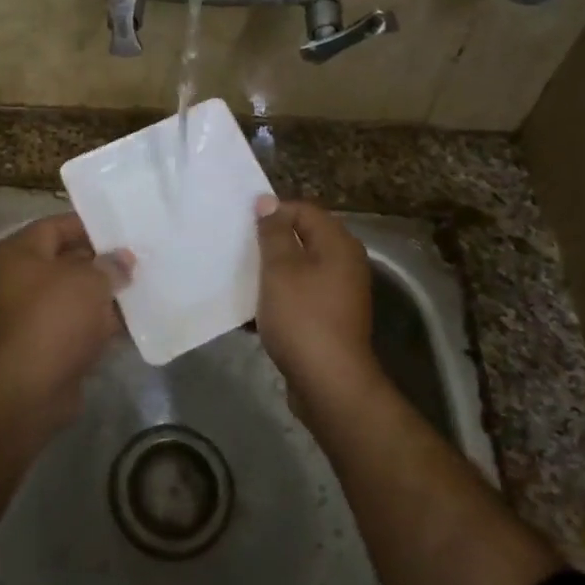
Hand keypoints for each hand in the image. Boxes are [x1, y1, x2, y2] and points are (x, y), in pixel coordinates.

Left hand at [0, 212, 131, 413]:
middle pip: (68, 261)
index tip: (122, 229)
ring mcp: (35, 314)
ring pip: (77, 295)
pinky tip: (137, 319)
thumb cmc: (56, 317)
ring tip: (145, 285)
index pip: (56, 226)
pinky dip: (104, 322)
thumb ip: (110, 265)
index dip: (89, 225)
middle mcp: (22, 280)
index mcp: (21, 254)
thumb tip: (124, 259)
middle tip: (140, 258)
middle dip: (103, 261)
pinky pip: (81, 324)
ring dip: (107, 293)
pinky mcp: (49, 344)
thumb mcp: (90, 281)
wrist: (33, 388)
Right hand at [254, 196, 380, 409]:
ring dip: (271, 273)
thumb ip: (273, 232)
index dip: (273, 213)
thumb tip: (267, 201)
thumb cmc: (303, 318)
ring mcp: (339, 294)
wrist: (329, 383)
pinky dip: (279, 299)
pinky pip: (300, 297)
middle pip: (303, 239)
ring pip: (299, 270)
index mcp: (338, 244)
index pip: (304, 210)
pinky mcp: (329, 319)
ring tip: (241, 279)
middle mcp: (345, 264)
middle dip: (269, 243)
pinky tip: (253, 311)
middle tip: (239, 250)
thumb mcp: (280, 269)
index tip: (243, 227)